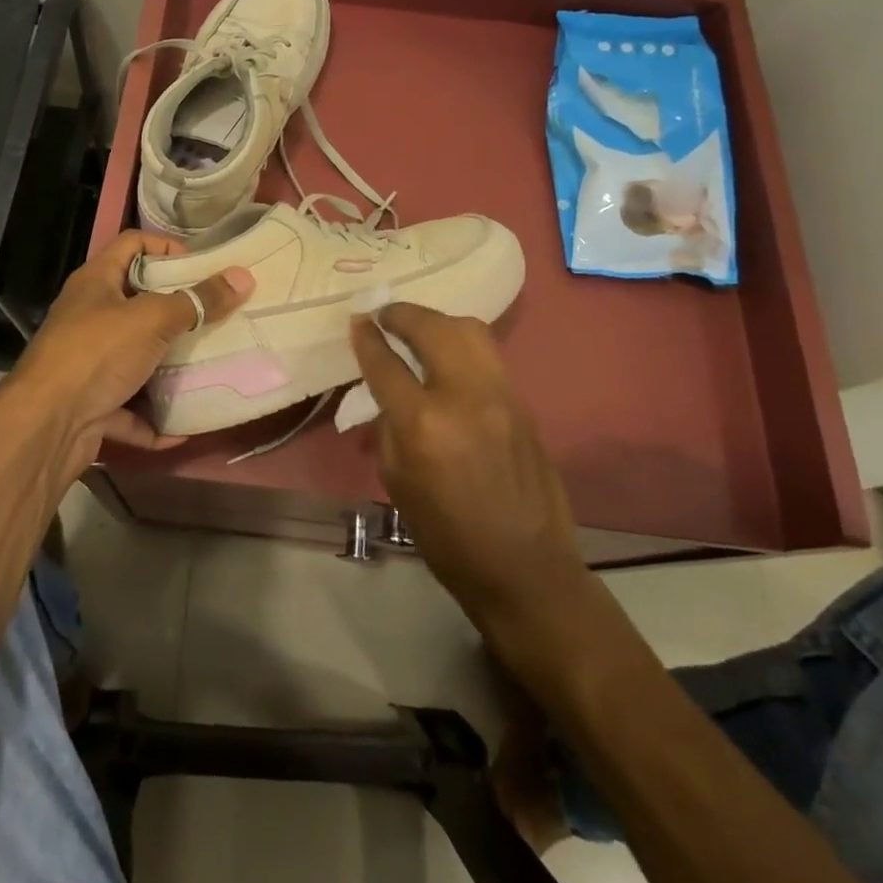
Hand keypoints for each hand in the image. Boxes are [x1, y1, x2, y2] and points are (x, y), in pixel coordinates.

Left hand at [4, 230, 253, 483]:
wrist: (45, 426)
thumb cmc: (97, 353)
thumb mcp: (153, 319)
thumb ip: (198, 301)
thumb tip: (242, 276)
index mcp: (96, 282)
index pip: (132, 244)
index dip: (166, 247)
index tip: (202, 267)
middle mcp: (88, 317)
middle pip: (137, 302)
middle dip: (176, 311)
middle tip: (216, 316)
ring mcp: (87, 363)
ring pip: (135, 357)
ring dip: (166, 366)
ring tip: (208, 365)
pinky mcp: (90, 405)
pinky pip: (129, 408)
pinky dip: (153, 419)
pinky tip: (182, 428)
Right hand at [351, 304, 589, 639]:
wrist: (525, 568)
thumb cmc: (447, 536)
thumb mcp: (397, 481)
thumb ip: (389, 426)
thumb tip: (387, 390)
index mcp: (423, 424)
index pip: (386, 364)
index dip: (367, 338)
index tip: (357, 320)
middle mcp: (464, 396)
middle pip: (432, 328)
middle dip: (403, 314)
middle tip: (385, 316)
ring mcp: (501, 395)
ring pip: (468, 330)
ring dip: (436, 321)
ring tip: (418, 328)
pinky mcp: (523, 402)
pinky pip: (488, 353)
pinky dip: (462, 341)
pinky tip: (448, 354)